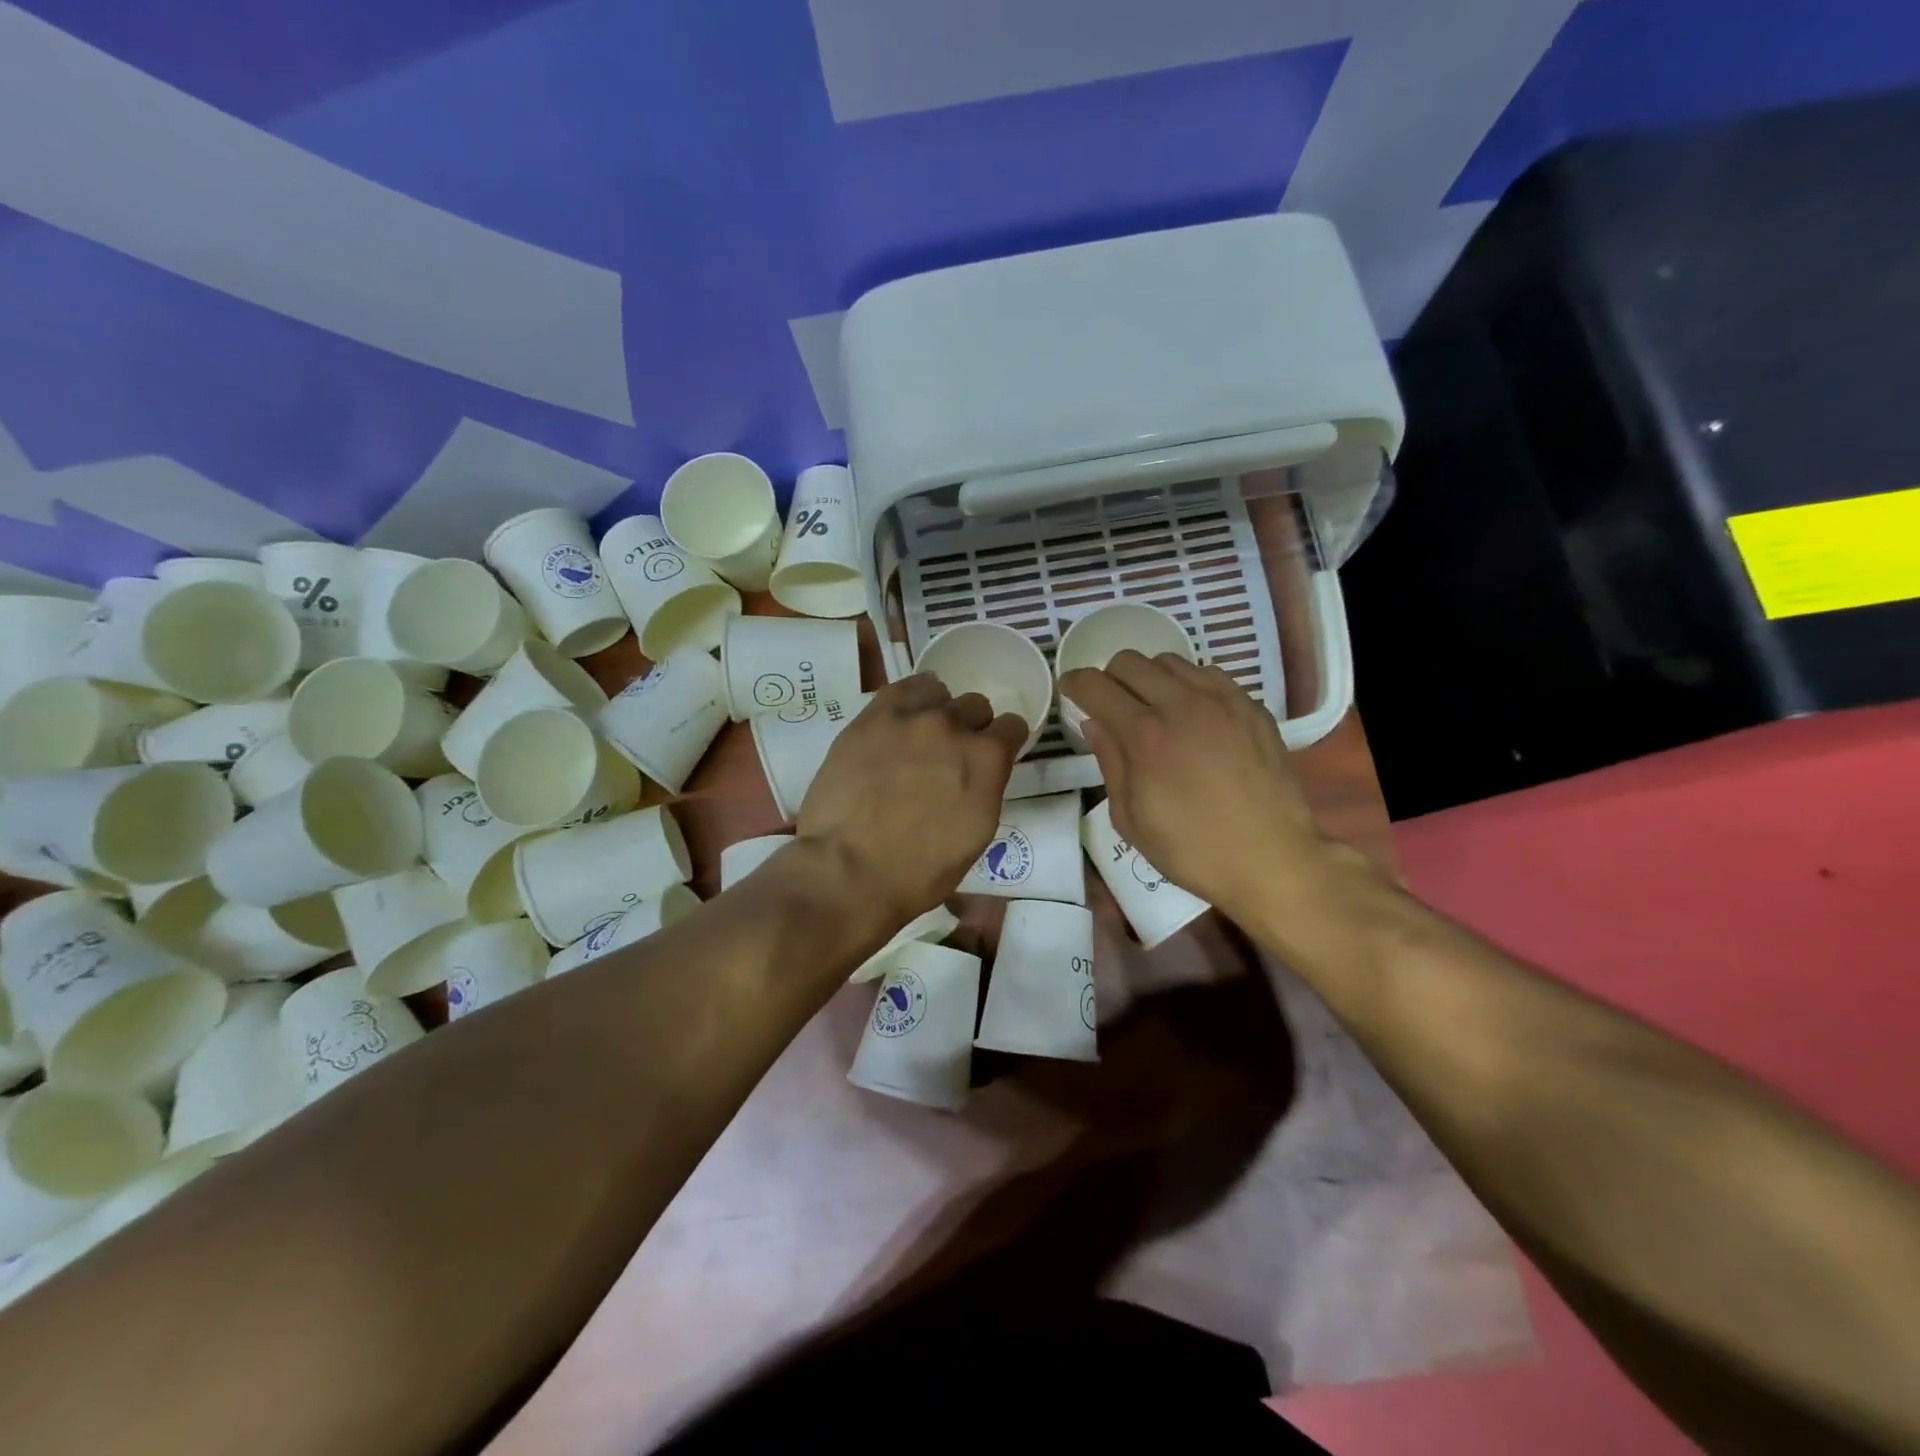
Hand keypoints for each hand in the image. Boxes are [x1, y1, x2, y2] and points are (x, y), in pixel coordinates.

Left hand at [797, 675, 1027, 925]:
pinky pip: (902, 687)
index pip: (1013, 727)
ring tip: (919, 737)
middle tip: (948, 756)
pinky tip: (901, 717)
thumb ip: (984, 791)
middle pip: (975, 706)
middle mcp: (954, 727)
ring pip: (939, 692)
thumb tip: (978, 775)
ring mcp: (911, 717)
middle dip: (969, 728)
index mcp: (987, 760)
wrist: (848, 870)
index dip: (1003, 743)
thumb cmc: (918, 872)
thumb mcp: (974, 837)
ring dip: (938, 711)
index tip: (990, 758)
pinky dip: (910, 698)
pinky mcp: (872, 717)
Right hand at [1060, 652, 1346, 923]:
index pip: (1096, 686)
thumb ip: (1109, 763)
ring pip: (1170, 661)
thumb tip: (1094, 723)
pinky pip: (1208, 674)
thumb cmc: (1191, 849)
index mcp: (1145, 736)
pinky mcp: (1251, 707)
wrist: (1272, 859)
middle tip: (1111, 704)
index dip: (1075, 683)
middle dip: (1110, 678)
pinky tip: (1191, 714)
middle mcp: (1182, 705)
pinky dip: (1188, 684)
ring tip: (1153, 707)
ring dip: (1149, 678)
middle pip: (1130, 661)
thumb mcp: (1130, 819)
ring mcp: (1222, 701)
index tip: (1071, 691)